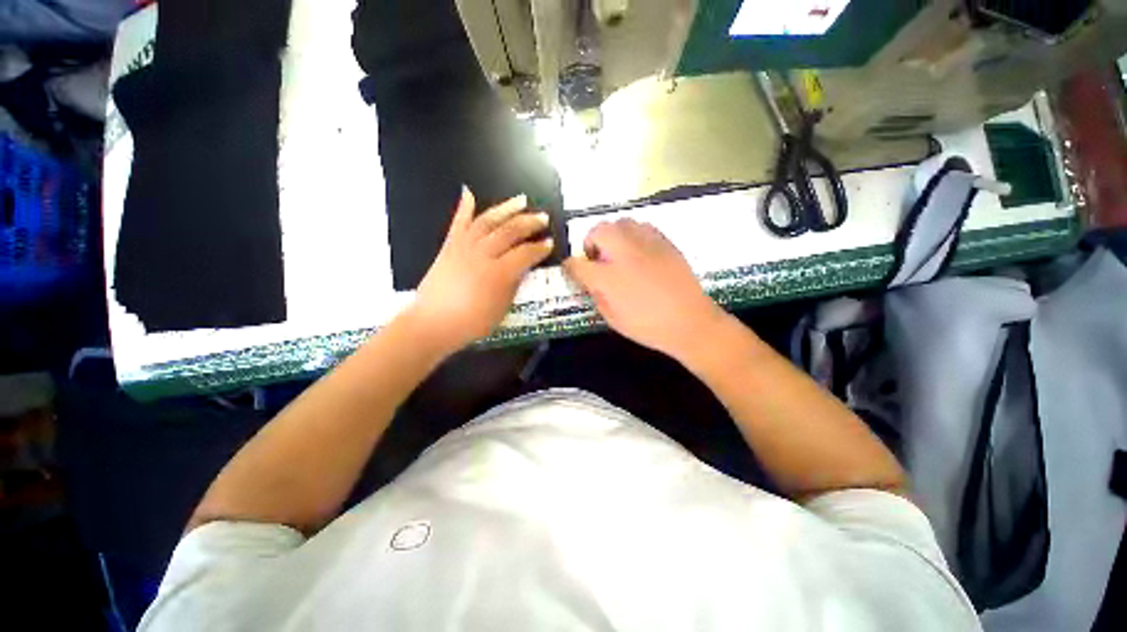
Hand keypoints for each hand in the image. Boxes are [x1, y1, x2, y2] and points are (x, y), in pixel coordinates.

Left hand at [408, 187, 552, 352]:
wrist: (433, 323)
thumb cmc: (471, 323)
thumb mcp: (502, 309)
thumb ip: (513, 285)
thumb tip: (521, 269)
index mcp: (499, 273)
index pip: (525, 254)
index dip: (540, 248)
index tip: (550, 243)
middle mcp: (483, 254)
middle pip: (510, 232)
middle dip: (529, 223)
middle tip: (543, 218)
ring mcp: (464, 247)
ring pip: (488, 221)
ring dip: (506, 208)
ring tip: (521, 200)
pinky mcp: (449, 247)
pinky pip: (458, 223)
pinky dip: (464, 207)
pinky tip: (469, 193)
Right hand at [563, 219, 727, 360]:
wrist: (690, 321)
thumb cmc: (648, 326)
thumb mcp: (612, 318)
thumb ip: (596, 294)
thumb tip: (590, 280)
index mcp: (608, 277)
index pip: (577, 263)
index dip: (570, 266)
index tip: (571, 269)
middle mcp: (624, 253)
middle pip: (598, 230)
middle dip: (591, 242)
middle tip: (597, 259)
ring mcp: (646, 244)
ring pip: (621, 223)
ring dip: (613, 235)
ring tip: (618, 253)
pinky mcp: (665, 241)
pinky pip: (642, 226)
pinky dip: (633, 235)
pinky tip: (639, 252)